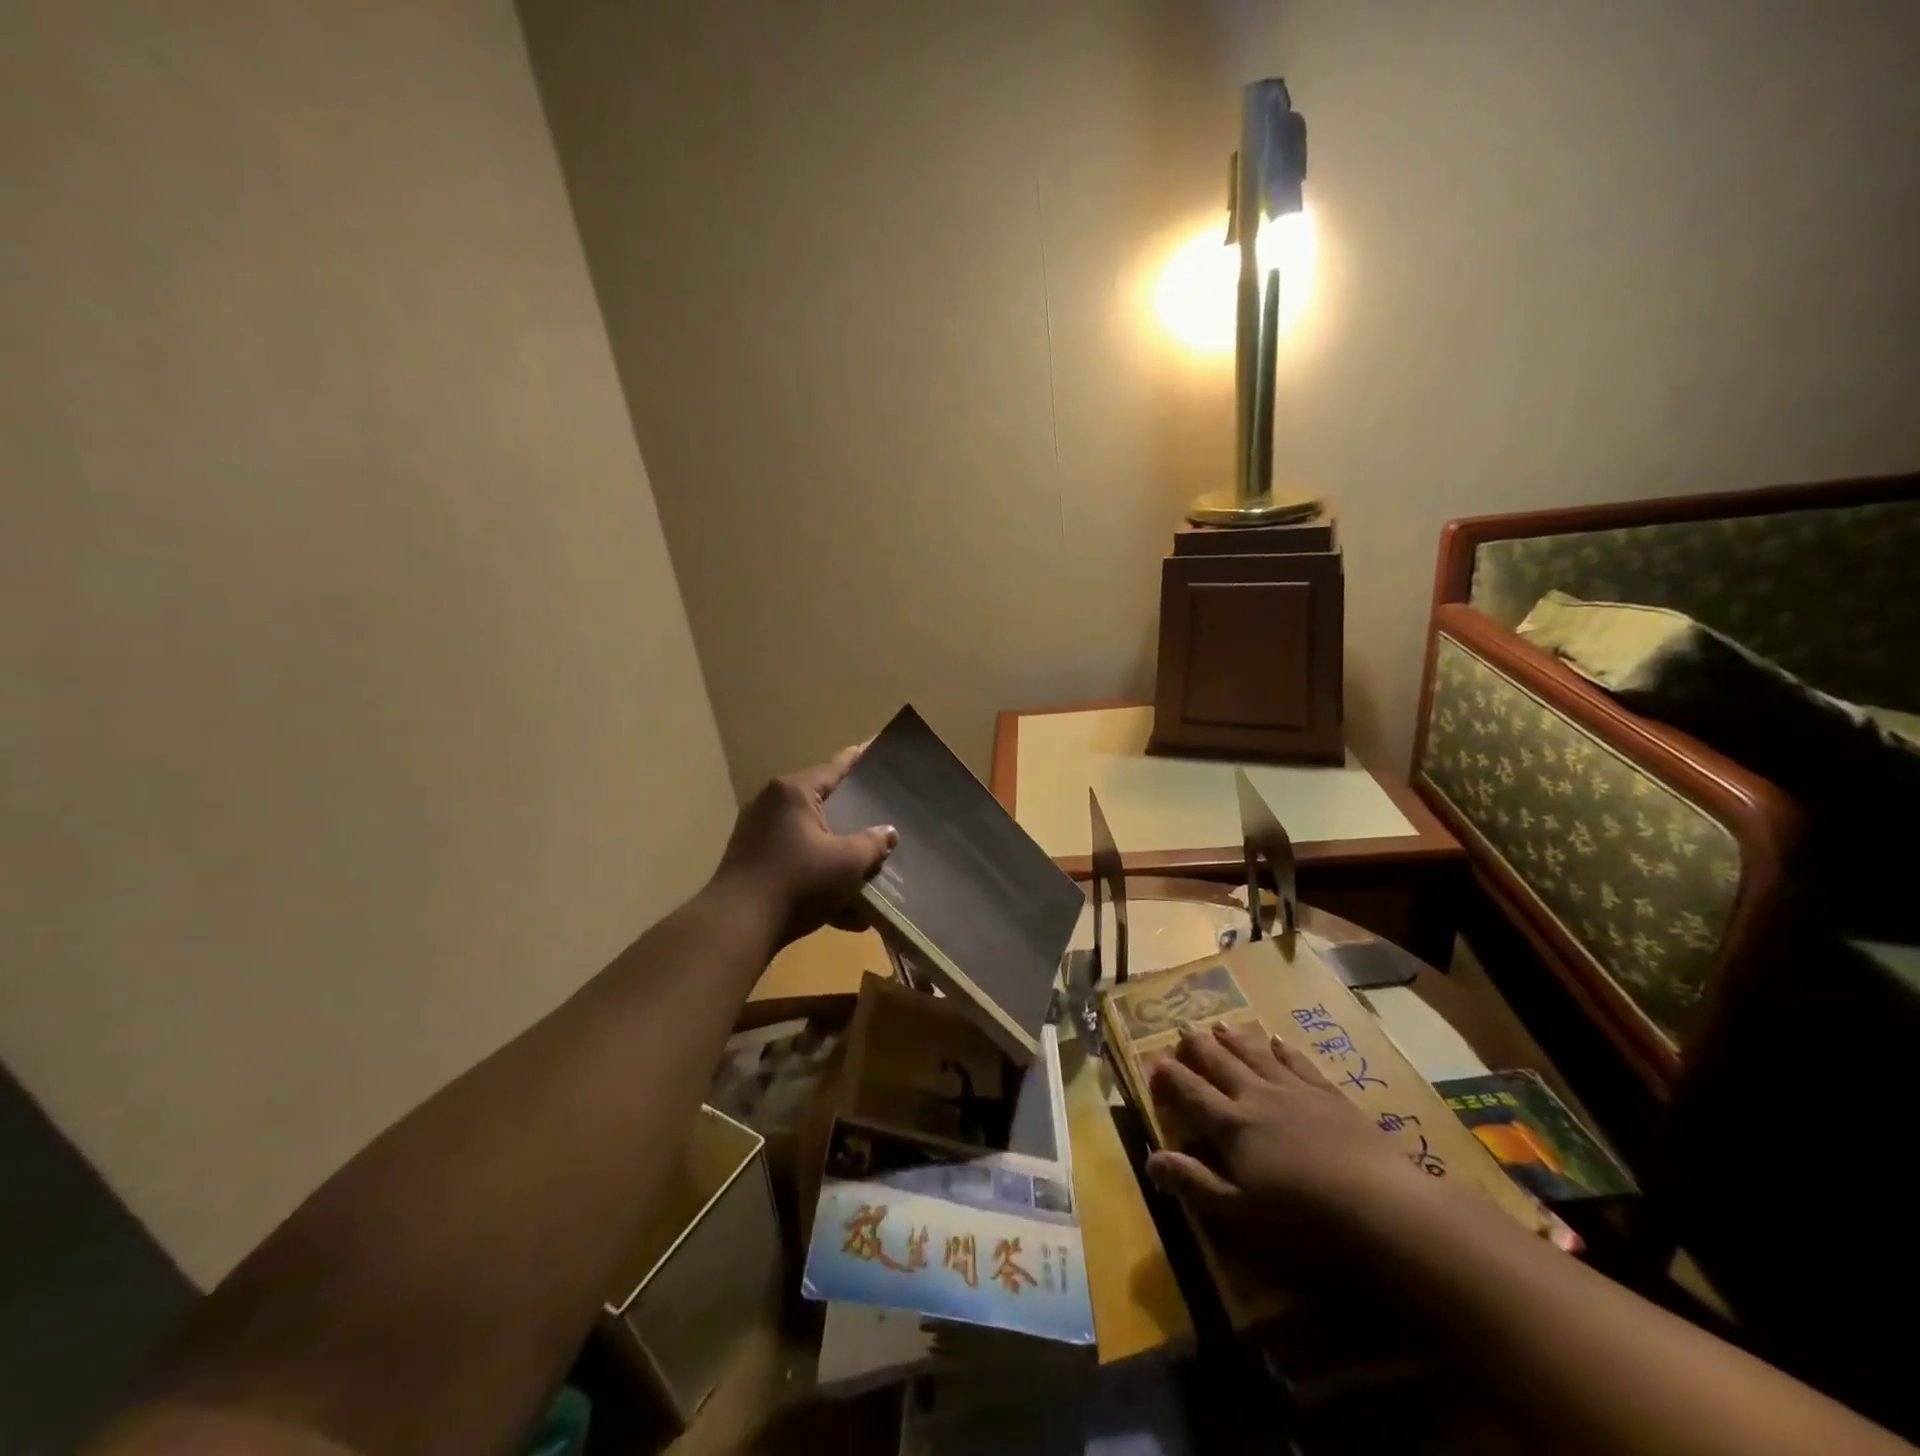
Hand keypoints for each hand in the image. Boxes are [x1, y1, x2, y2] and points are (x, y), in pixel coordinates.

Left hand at [712, 744, 897, 944]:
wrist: (737, 927)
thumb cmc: (797, 882)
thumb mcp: (846, 862)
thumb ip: (873, 844)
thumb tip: (888, 833)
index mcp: (794, 792)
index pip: (836, 767)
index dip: (860, 760)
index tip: (878, 749)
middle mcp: (772, 805)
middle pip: (823, 804)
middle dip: (853, 820)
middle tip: (882, 821)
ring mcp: (758, 835)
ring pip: (811, 839)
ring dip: (838, 859)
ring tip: (868, 876)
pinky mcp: (752, 864)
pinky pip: (796, 864)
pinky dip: (818, 881)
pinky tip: (846, 914)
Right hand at [1145, 1021, 1429, 1228]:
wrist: (1387, 1211)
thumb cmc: (1307, 1225)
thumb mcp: (1242, 1216)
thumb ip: (1195, 1184)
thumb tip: (1150, 1158)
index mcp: (1232, 1126)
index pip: (1190, 1092)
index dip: (1169, 1076)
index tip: (1154, 1063)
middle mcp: (1258, 1098)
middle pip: (1220, 1063)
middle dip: (1197, 1047)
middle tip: (1182, 1030)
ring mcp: (1296, 1092)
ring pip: (1255, 1054)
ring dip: (1234, 1039)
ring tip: (1219, 1025)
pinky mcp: (1331, 1096)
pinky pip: (1298, 1062)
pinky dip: (1282, 1049)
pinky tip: (1277, 1041)